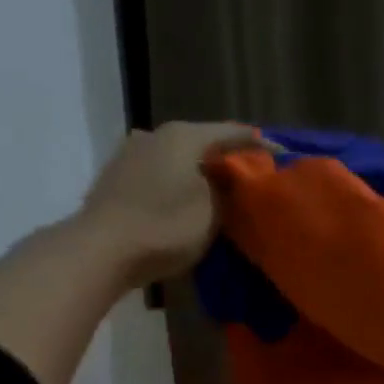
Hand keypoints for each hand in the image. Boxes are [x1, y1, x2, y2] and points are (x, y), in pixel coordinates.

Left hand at [80, 121, 258, 278]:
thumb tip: (228, 179)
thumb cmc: (164, 227)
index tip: (283, 155)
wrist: (100, 251)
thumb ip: (227, 189)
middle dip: (227, 159)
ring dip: (199, 172)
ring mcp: (130, 154)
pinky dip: (178, 183)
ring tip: (220, 191)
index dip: (260, 144)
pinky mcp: (116, 177)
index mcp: (182, 136)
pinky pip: (159, 174)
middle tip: (251, 177)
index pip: (232, 132)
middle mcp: (154, 134)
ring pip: (178, 158)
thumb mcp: (212, 212)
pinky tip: (187, 199)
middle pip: (201, 142)